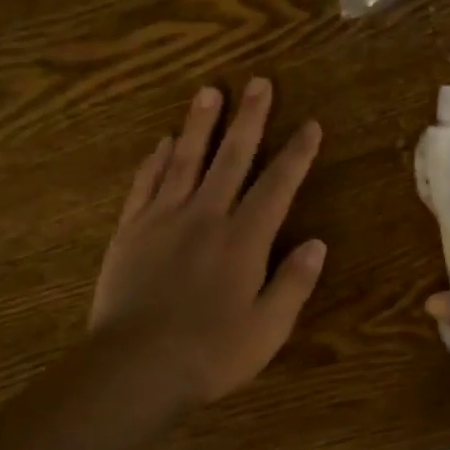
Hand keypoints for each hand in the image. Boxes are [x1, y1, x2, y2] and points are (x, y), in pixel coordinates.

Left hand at [89, 79, 324, 408]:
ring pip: (185, 159)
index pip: (277, 185)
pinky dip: (155, 160)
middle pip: (232, 157)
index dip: (296, 154)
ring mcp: (163, 219)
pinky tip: (161, 142)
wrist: (136, 366)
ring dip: (200, 124)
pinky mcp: (131, 231)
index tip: (310, 125)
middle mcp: (206, 216)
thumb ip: (294, 282)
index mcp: (244, 239)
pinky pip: (145, 184)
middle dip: (250, 119)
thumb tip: (317, 243)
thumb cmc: (211, 352)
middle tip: (259, 83)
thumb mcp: (268, 328)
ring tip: (209, 91)